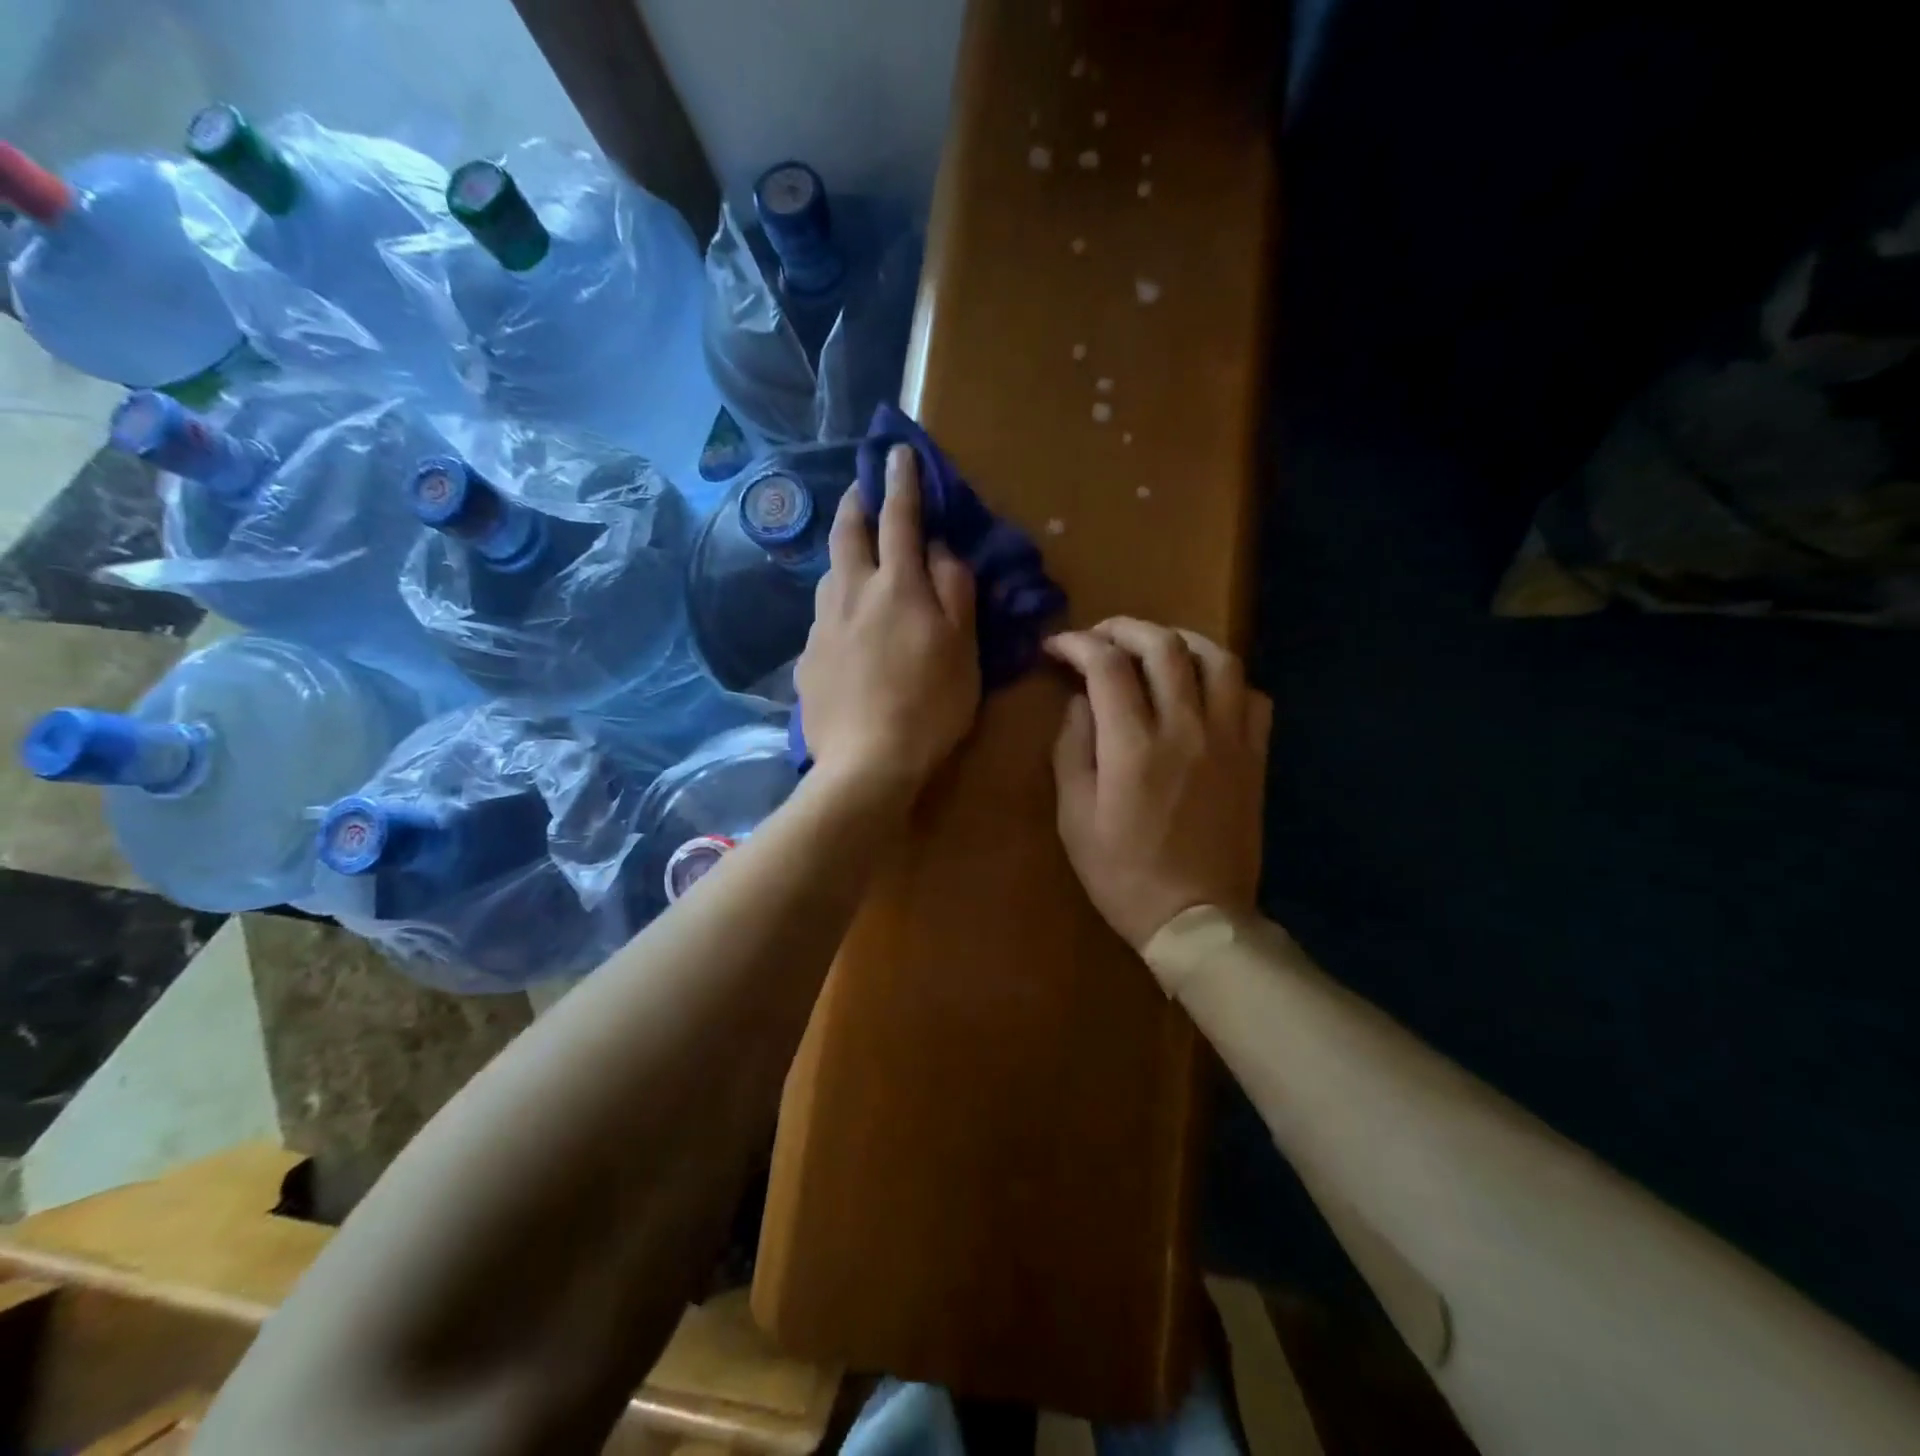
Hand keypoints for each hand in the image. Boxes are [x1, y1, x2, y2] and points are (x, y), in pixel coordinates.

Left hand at [795, 445, 980, 804]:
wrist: (866, 764)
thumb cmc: (930, 706)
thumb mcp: (964, 649)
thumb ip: (954, 590)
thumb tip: (940, 548)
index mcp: (897, 586)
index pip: (899, 518)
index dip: (901, 482)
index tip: (896, 452)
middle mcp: (852, 593)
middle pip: (847, 532)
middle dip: (855, 501)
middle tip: (861, 489)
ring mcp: (822, 625)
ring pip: (830, 572)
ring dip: (844, 552)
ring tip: (856, 557)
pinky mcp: (807, 657)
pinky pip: (823, 615)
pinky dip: (838, 601)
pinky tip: (847, 624)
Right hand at [1046, 619, 1271, 950]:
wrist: (1197, 918)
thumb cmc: (1123, 874)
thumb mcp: (1074, 818)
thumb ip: (1072, 750)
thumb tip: (1080, 703)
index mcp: (1134, 746)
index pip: (1106, 665)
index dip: (1077, 644)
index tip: (1057, 647)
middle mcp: (1186, 728)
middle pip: (1163, 646)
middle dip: (1125, 628)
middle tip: (1100, 636)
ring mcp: (1229, 740)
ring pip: (1218, 658)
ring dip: (1181, 639)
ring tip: (1156, 646)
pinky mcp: (1255, 757)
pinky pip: (1253, 697)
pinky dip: (1227, 679)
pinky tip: (1205, 688)